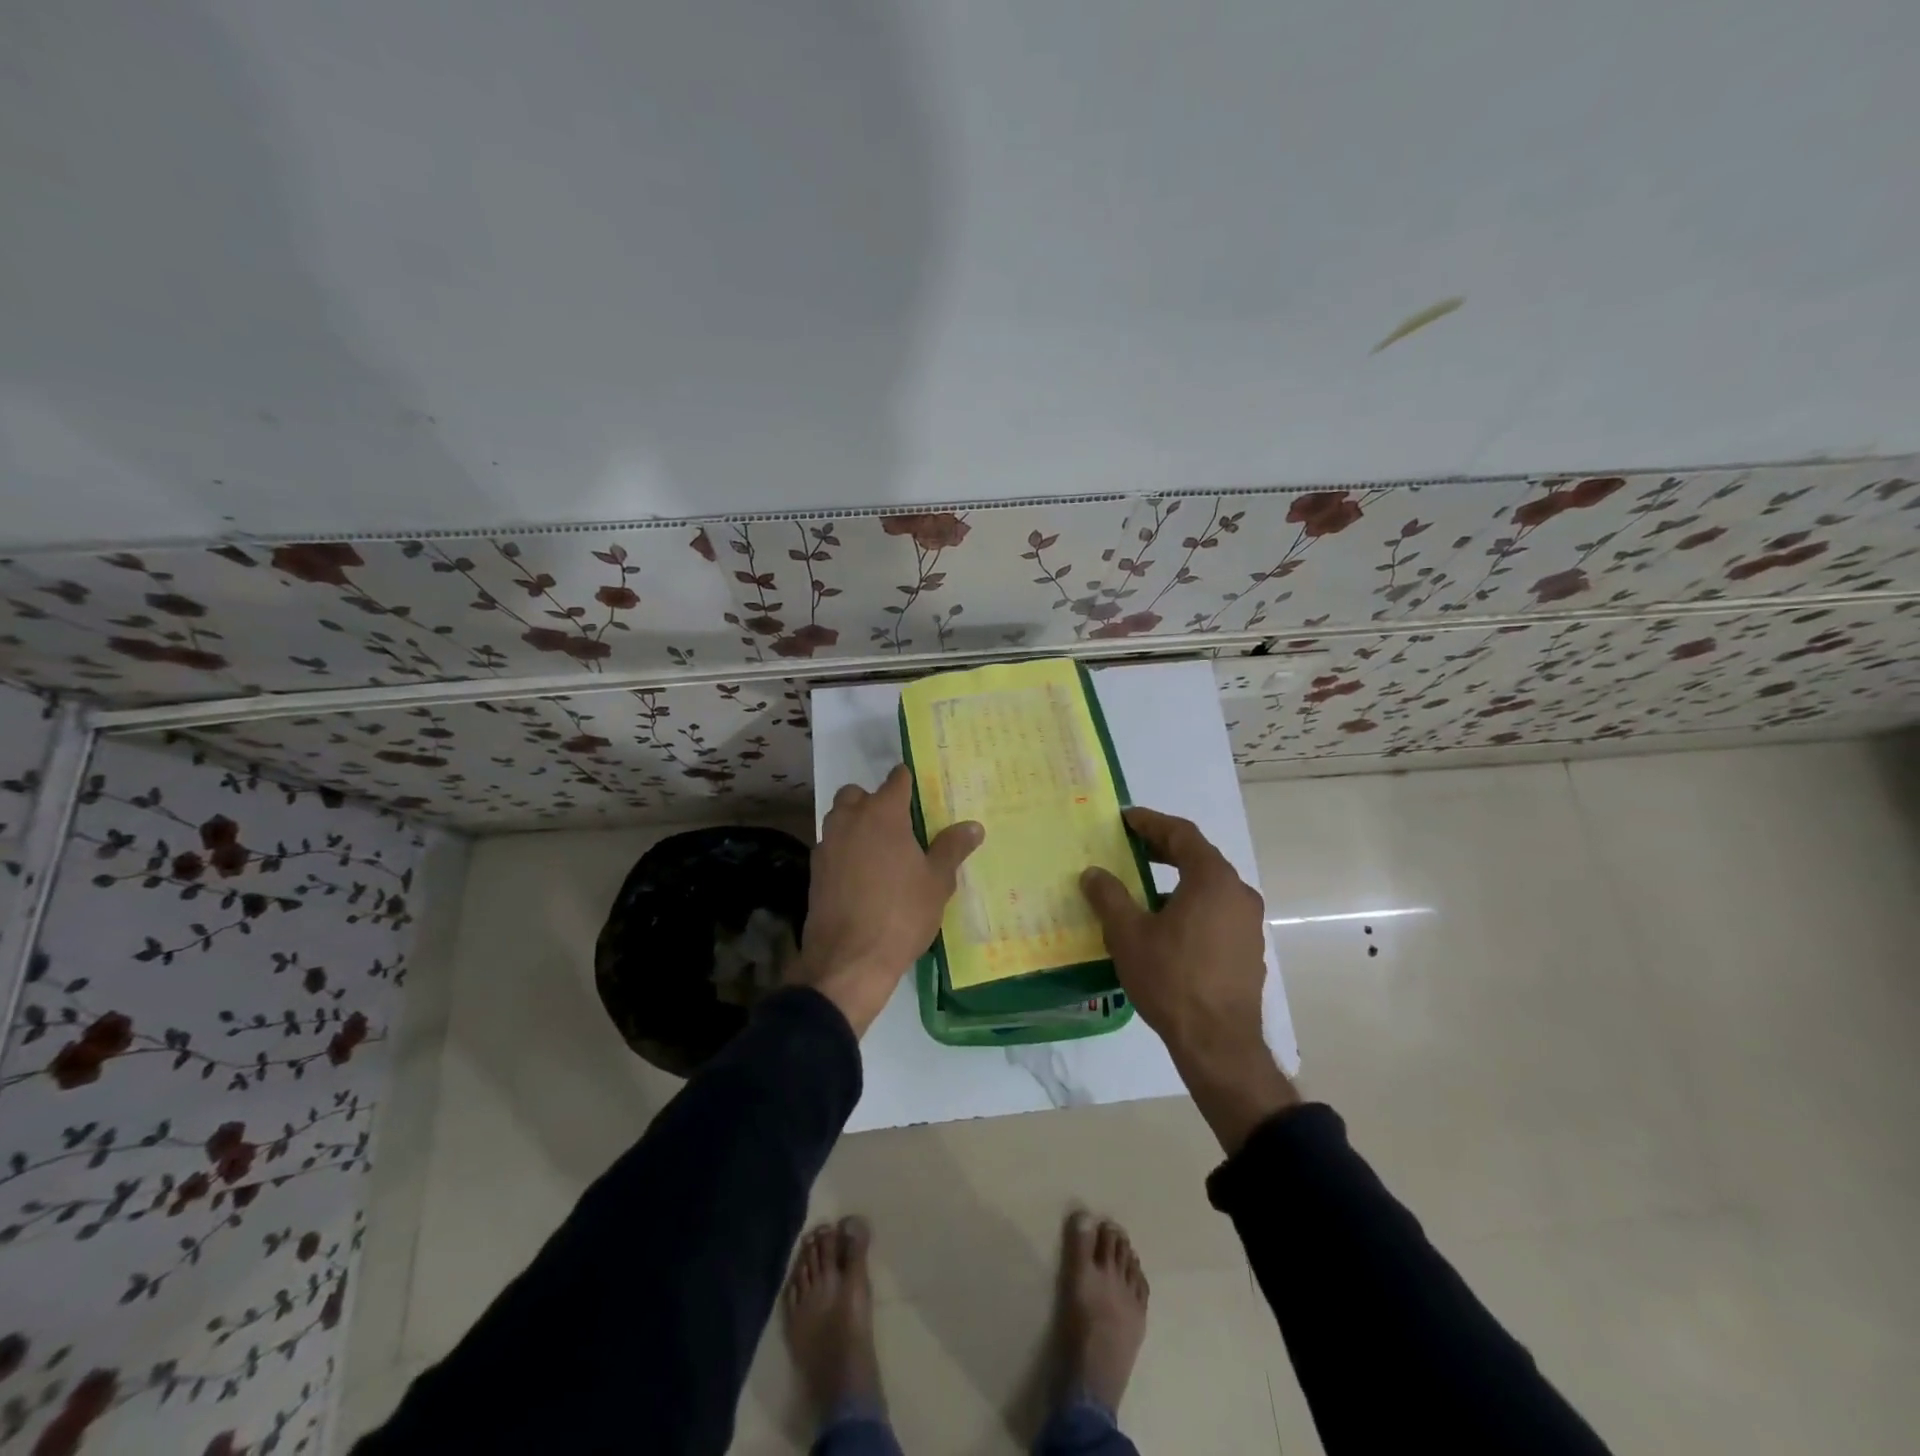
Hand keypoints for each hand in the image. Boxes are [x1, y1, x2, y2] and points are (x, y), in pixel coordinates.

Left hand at [795, 764, 983, 1036]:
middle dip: (874, 801)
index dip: (908, 781)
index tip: (919, 790)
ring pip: (840, 819)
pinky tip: (861, 877)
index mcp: (883, 814)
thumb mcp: (937, 882)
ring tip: (881, 851)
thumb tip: (973, 826)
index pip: (896, 780)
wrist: (849, 960)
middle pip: (858, 794)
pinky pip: (832, 847)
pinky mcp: (815, 871)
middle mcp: (850, 820)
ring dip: (856, 824)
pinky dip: (845, 851)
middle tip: (898, 825)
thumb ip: (952, 848)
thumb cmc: (901, 914)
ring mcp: (827, 845)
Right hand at [1080, 807, 1297, 1151]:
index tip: (1125, 818)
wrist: (1218, 1044)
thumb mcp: (1128, 934)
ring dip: (1177, 878)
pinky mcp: (1248, 950)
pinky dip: (1191, 904)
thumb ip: (1109, 896)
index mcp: (1212, 879)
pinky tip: (1166, 924)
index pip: (1182, 834)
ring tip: (1143, 886)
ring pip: (1209, 886)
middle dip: (1163, 848)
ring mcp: (1248, 923)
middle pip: (1199, 857)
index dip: (1150, 822)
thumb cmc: (1172, 979)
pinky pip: (1216, 911)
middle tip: (1130, 847)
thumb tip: (1093, 873)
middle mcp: (1238, 893)